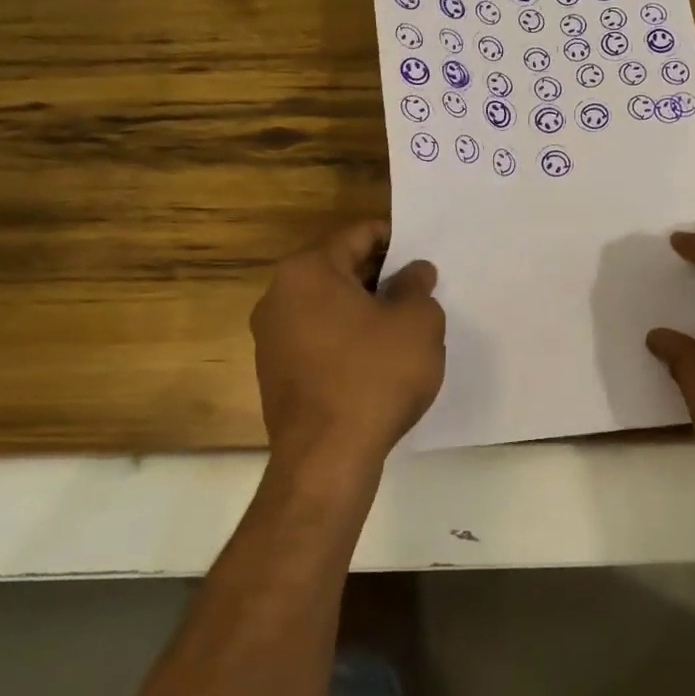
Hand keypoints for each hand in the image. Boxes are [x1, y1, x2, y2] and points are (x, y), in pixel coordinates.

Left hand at [250, 221, 445, 485]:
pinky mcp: (275, 374)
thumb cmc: (375, 376)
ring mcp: (272, 338)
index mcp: (307, 272)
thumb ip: (417, 287)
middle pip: (339, 269)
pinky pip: (319, 339)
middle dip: (381, 276)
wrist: (327, 459)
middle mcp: (279, 297)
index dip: (395, 239)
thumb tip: (414, 272)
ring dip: (365, 308)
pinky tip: (379, 359)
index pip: (357, 236)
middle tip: (420, 288)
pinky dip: (348, 338)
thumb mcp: (417, 322)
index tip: (422, 253)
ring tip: (404, 324)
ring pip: (329, 306)